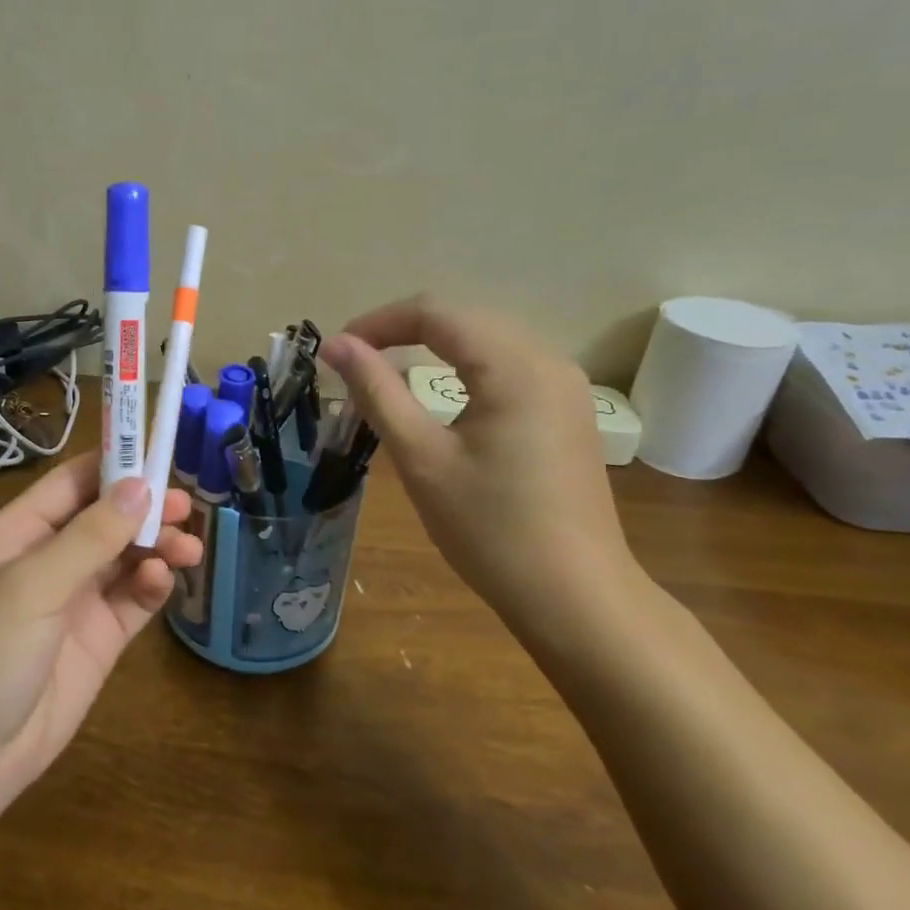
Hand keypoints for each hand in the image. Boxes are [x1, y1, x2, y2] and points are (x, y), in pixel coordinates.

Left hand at [0, 453, 202, 825]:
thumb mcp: (32, 586)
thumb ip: (90, 537)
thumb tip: (140, 485)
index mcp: (18, 534)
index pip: (70, 484)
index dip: (112, 465)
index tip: (159, 453)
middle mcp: (48, 560)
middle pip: (105, 518)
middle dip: (144, 508)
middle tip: (186, 505)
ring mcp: (74, 600)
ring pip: (125, 556)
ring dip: (156, 546)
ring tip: (187, 546)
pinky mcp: (98, 639)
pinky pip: (132, 599)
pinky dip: (151, 584)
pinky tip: (163, 580)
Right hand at [319, 295, 640, 625]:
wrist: (574, 596)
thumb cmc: (489, 528)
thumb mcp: (421, 457)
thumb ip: (376, 392)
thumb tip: (335, 345)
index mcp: (513, 365)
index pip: (435, 312)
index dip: (379, 322)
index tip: (338, 351)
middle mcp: (548, 360)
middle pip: (465, 317)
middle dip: (405, 329)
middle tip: (358, 361)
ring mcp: (566, 385)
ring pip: (489, 337)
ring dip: (437, 344)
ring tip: (391, 369)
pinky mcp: (568, 410)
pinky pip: (510, 364)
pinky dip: (467, 365)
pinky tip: (446, 390)